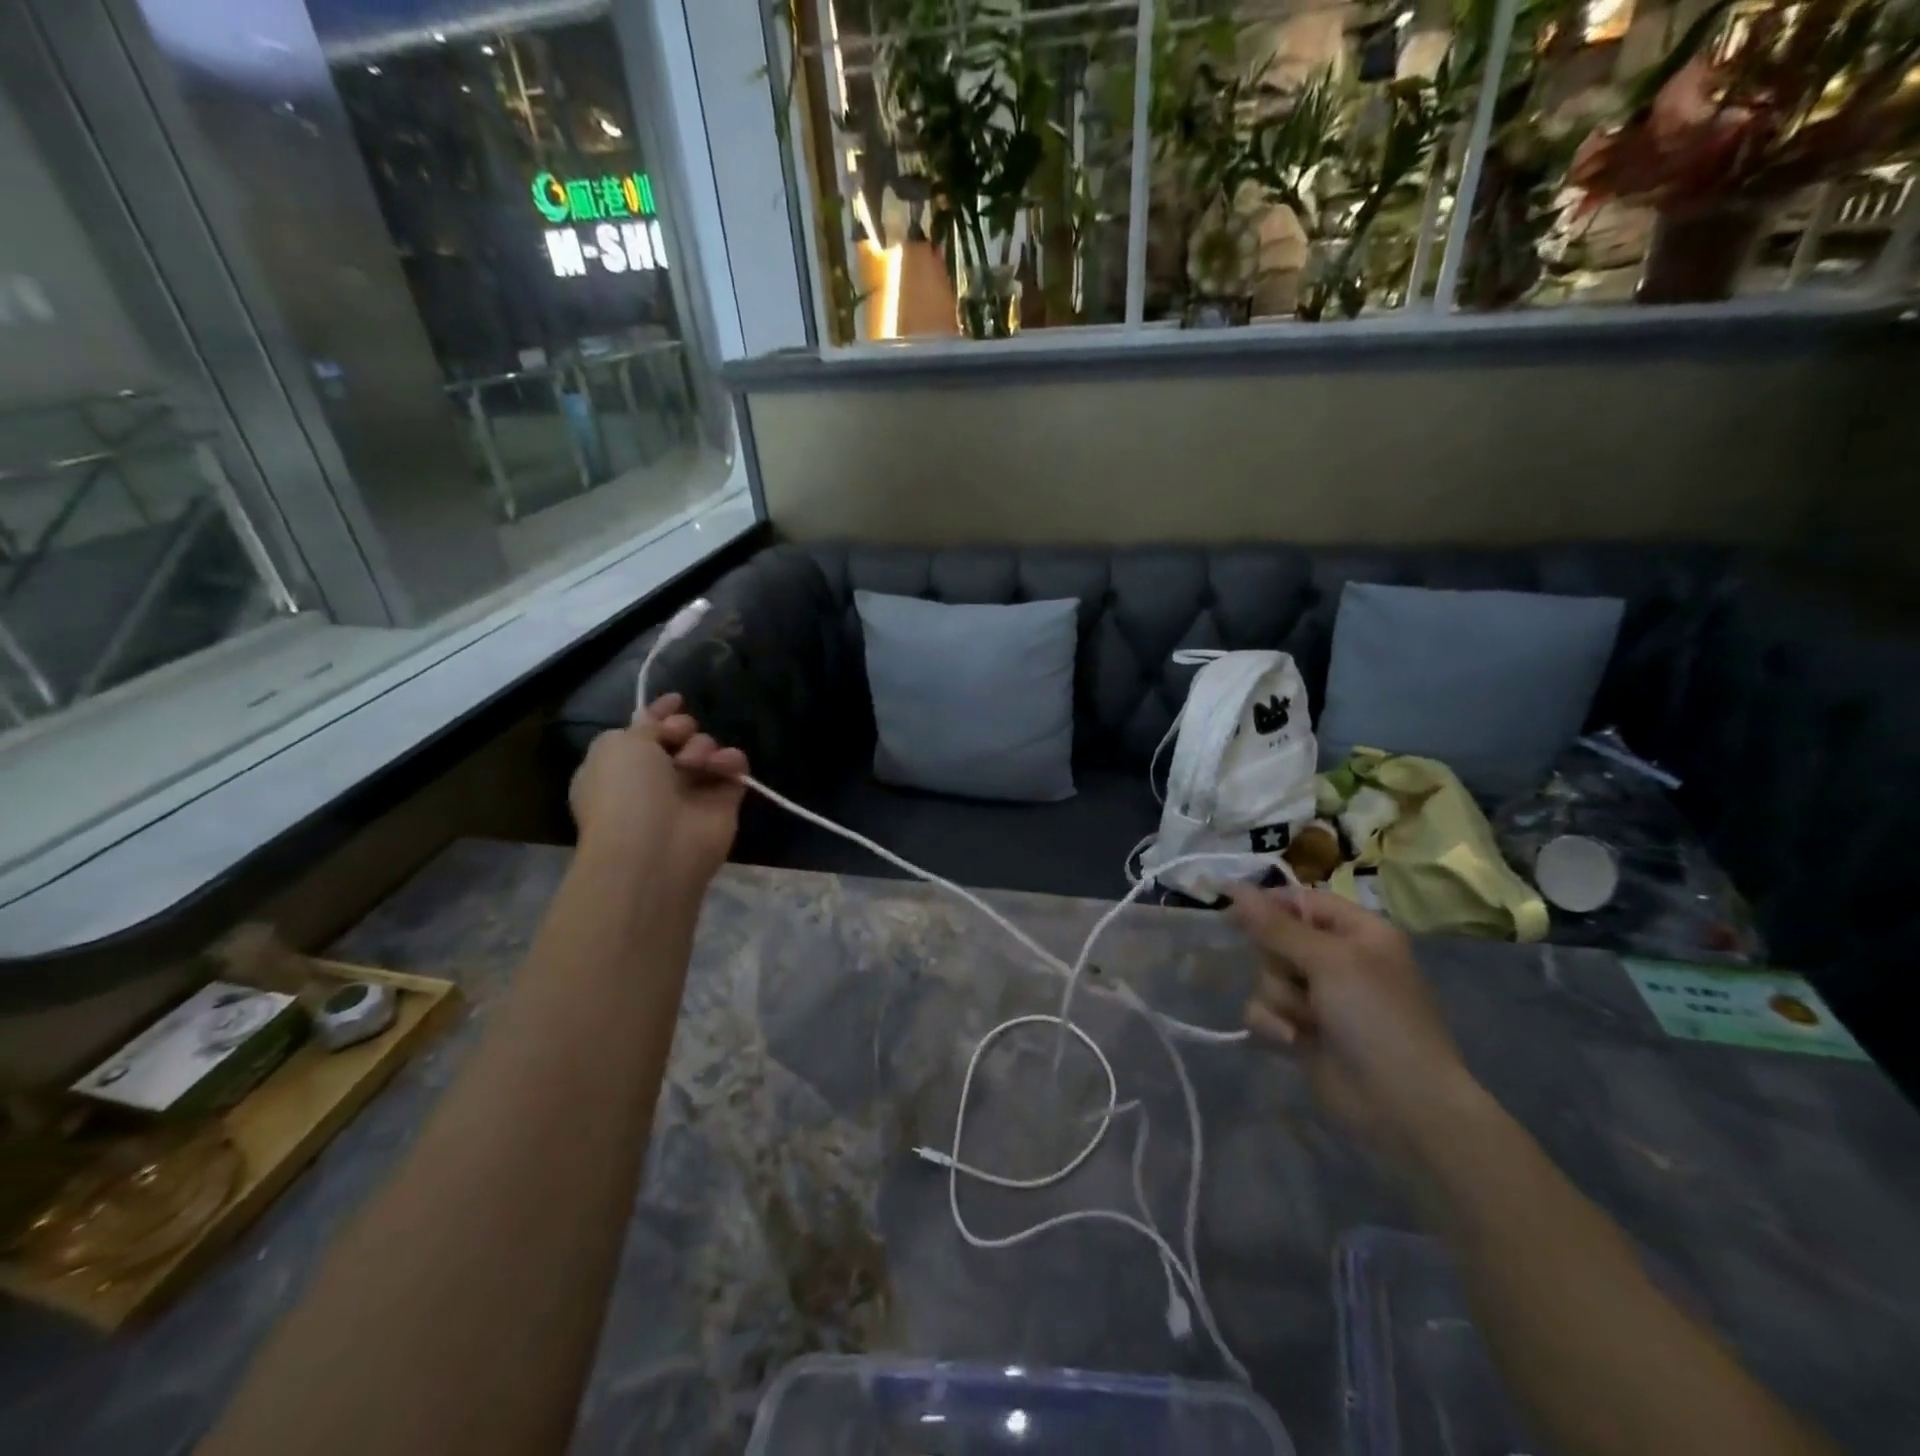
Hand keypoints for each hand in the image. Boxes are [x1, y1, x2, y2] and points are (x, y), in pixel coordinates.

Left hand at [569, 694, 748, 887]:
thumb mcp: (619, 744)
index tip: (676, 699)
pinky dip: (731, 762)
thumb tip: (657, 720)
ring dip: (702, 746)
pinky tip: (722, 766)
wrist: (654, 849)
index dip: (658, 713)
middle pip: (678, 737)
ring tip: (695, 762)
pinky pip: (733, 769)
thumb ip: (645, 725)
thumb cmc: (625, 792)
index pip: (642, 730)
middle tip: (679, 737)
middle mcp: (654, 778)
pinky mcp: (722, 802)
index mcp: (618, 765)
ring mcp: (690, 791)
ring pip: (706, 749)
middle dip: (681, 728)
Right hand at [1225, 884, 1479, 1157]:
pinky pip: (1263, 1010)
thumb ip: (1277, 926)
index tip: (1231, 911)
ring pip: (1267, 976)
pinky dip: (1273, 1023)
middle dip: (1278, 962)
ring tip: (1308, 1022)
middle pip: (1276, 939)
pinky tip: (1293, 1041)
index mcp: (1357, 932)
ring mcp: (1319, 997)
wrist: (1402, 1105)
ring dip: (1280, 998)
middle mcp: (1337, 959)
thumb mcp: (1329, 961)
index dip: (1267, 904)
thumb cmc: (1376, 1018)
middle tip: (1299, 979)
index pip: (1301, 900)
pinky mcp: (1301, 1029)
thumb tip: (1235, 887)